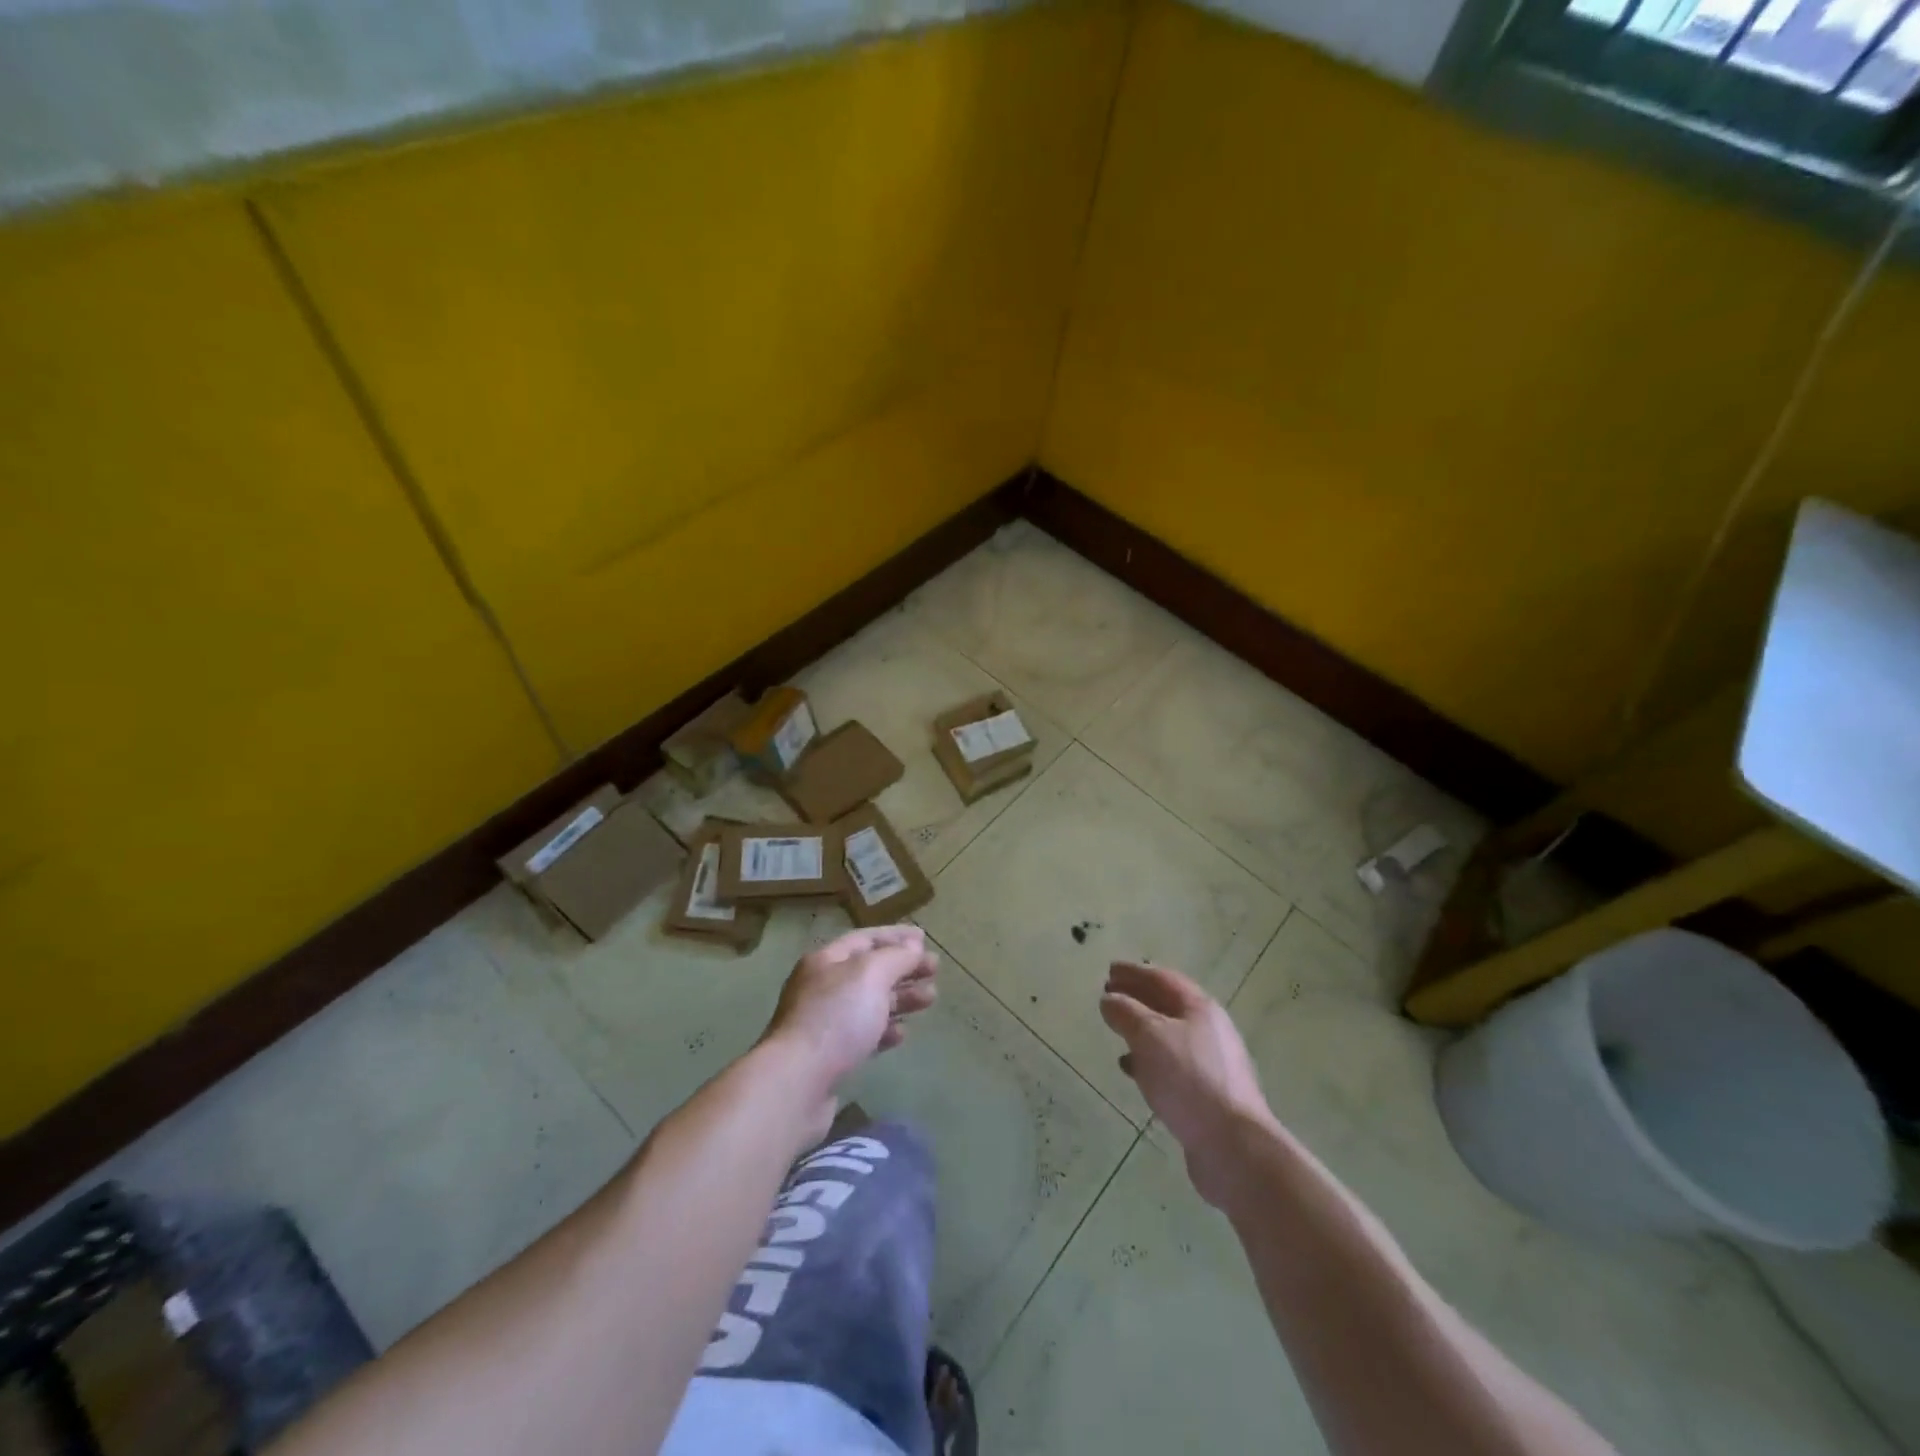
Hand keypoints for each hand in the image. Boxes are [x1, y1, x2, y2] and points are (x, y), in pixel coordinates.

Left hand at [762, 926, 938, 1096]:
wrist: (796, 1083)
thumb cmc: (835, 1018)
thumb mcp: (870, 975)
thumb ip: (896, 957)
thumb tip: (914, 945)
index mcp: (827, 961)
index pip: (866, 938)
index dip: (896, 936)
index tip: (925, 939)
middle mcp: (823, 987)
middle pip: (869, 970)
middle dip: (903, 968)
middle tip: (935, 970)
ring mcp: (824, 1023)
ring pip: (869, 1003)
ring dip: (901, 998)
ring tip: (930, 999)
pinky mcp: (829, 1056)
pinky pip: (863, 1034)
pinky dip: (884, 1030)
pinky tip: (902, 1034)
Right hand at [1100, 961, 1272, 1207]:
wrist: (1234, 1147)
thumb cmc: (1189, 1080)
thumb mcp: (1150, 1037)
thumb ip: (1126, 1013)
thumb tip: (1109, 999)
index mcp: (1200, 1008)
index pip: (1162, 978)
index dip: (1134, 972)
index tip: (1109, 969)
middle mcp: (1209, 1030)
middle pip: (1168, 1005)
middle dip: (1137, 997)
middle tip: (1109, 994)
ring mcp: (1211, 1064)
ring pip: (1169, 1036)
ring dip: (1142, 1029)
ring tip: (1116, 1029)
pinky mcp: (1207, 1095)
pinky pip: (1172, 1065)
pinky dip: (1149, 1060)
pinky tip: (1131, 1069)